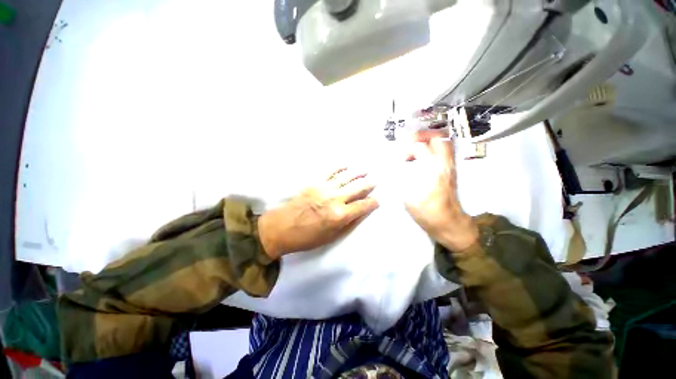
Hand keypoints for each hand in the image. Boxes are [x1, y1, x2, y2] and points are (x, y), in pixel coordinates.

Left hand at [258, 168, 378, 258]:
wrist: (281, 228)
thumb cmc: (307, 237)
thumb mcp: (331, 237)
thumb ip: (348, 223)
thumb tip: (360, 212)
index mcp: (340, 216)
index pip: (363, 206)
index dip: (372, 203)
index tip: (376, 201)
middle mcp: (335, 199)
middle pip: (357, 189)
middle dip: (368, 185)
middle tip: (374, 181)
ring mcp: (324, 189)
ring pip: (346, 178)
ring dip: (357, 174)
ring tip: (365, 171)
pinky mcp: (314, 183)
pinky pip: (329, 172)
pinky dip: (339, 168)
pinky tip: (346, 165)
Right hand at [403, 130, 477, 251]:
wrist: (449, 223)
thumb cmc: (427, 212)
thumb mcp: (408, 197)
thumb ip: (401, 179)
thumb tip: (395, 168)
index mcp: (433, 171)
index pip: (422, 147)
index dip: (409, 148)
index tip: (401, 157)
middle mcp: (444, 165)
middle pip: (439, 139)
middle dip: (423, 136)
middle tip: (410, 142)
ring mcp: (450, 167)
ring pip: (444, 143)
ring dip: (429, 141)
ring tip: (416, 147)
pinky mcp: (451, 171)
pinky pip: (445, 152)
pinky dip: (434, 148)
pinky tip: (423, 157)